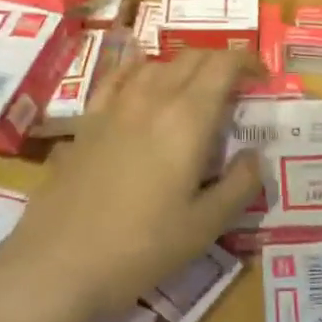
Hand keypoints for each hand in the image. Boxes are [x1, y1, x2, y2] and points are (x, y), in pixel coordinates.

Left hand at [5, 48, 262, 316]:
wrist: (58, 263)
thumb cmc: (141, 247)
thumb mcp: (205, 226)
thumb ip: (239, 185)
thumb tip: (255, 156)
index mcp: (187, 118)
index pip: (223, 65)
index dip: (247, 61)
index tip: (262, 77)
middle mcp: (152, 98)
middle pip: (192, 58)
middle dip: (220, 63)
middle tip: (236, 89)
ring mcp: (114, 106)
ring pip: (157, 64)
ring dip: (183, 68)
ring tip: (194, 91)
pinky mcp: (87, 121)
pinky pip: (117, 77)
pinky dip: (138, 69)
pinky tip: (140, 81)